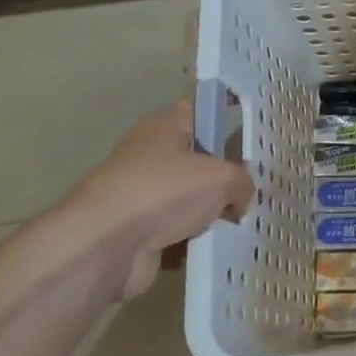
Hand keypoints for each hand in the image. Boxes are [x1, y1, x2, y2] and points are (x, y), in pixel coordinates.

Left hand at [59, 103, 253, 297]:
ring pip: (185, 197)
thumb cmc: (165, 193)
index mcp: (164, 126)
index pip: (198, 108)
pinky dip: (189, 240)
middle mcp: (148, 153)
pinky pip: (173, 230)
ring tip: (236, 222)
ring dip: (207, 212)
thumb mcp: (222, 178)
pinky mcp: (133, 229)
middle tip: (250, 187)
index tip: (248, 127)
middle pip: (195, 157)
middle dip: (221, 174)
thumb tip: (240, 198)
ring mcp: (139, 193)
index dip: (223, 113)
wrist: (105, 246)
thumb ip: (242, 182)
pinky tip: (211, 247)